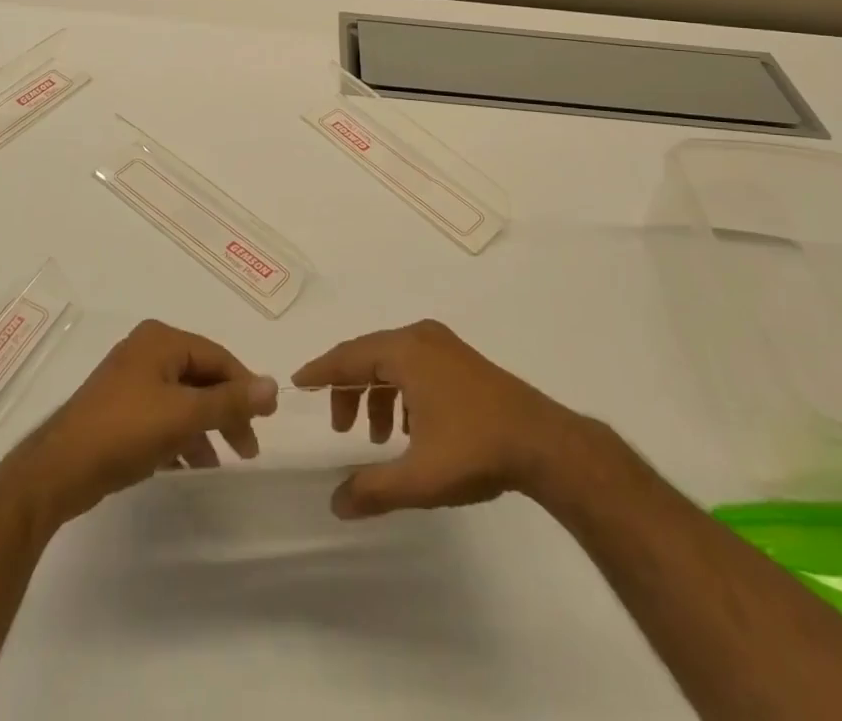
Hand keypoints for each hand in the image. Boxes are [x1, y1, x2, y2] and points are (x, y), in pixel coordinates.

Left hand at [19, 320, 277, 524]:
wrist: (58, 471)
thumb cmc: (125, 431)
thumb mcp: (184, 415)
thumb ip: (230, 401)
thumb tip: (273, 385)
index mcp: (162, 340)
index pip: (217, 357)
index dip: (245, 386)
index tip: (268, 417)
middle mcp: (147, 351)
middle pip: (201, 377)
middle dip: (226, 412)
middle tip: (249, 447)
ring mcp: (130, 380)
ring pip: (182, 400)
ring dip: (204, 428)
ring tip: (221, 462)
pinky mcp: (119, 410)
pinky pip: (162, 417)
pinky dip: (179, 437)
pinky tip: (189, 466)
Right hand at [291, 319, 585, 518]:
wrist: (543, 443)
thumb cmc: (474, 449)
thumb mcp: (419, 477)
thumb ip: (372, 489)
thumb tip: (335, 504)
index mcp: (405, 351)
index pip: (349, 356)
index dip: (321, 371)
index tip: (298, 382)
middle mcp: (421, 337)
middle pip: (369, 356)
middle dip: (350, 389)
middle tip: (340, 428)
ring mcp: (445, 345)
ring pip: (394, 362)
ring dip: (377, 394)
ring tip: (377, 438)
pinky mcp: (462, 360)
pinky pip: (416, 365)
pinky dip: (401, 391)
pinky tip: (409, 429)